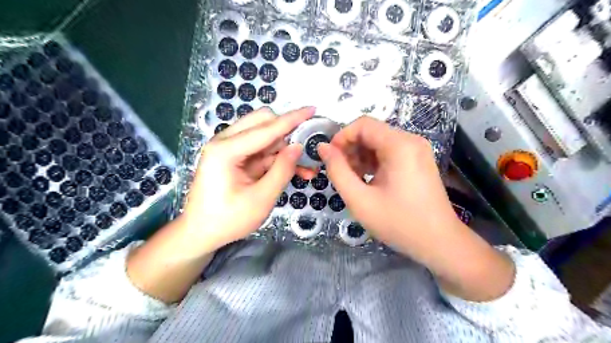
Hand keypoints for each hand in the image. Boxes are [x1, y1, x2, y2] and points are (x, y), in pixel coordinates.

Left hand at [181, 106, 314, 251]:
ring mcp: (229, 148)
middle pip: (263, 122)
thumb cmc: (228, 220)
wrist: (201, 233)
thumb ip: (282, 170)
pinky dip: (278, 158)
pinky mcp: (235, 157)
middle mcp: (225, 141)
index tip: (312, 109)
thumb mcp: (261, 199)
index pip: (266, 128)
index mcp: (226, 150)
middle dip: (287, 132)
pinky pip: (262, 150)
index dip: (292, 119)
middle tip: (307, 148)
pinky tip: (294, 170)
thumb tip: (298, 146)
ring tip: (306, 167)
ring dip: (285, 147)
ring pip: (265, 136)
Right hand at [318, 118, 511, 300]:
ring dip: (361, 156)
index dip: (341, 137)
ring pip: (379, 142)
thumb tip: (323, 148)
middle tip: (341, 172)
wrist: (439, 242)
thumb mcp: (359, 199)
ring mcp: (417, 150)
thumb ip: (337, 170)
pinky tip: (368, 180)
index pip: (362, 124)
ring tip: (353, 179)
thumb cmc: (398, 223)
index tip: (330, 158)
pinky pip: (389, 152)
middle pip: (371, 132)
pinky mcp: (418, 160)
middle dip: (351, 148)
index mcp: (399, 145)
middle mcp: (411, 140)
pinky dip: (374, 161)